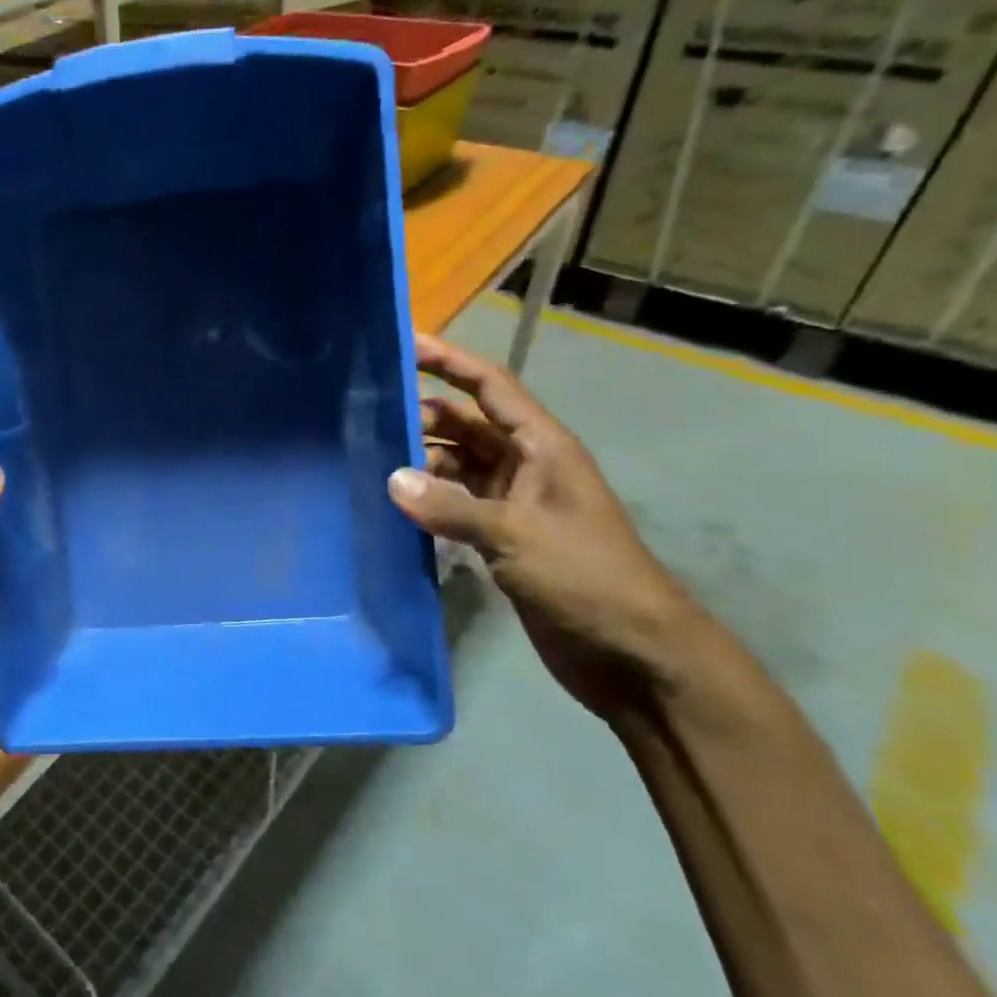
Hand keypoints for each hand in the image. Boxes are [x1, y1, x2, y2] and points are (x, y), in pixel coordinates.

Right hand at [388, 333, 723, 717]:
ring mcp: (511, 503)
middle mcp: (524, 465)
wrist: (632, 654)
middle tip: (364, 414)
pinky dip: (426, 501)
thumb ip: (451, 508)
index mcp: (541, 447)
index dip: (450, 361)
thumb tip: (390, 480)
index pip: (490, 387)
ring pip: (455, 465)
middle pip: (465, 424)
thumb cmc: (586, 577)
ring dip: (419, 462)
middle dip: (422, 415)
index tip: (406, 342)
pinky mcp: (500, 538)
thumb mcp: (517, 536)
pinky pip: (454, 504)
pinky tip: (392, 506)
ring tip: (367, 461)